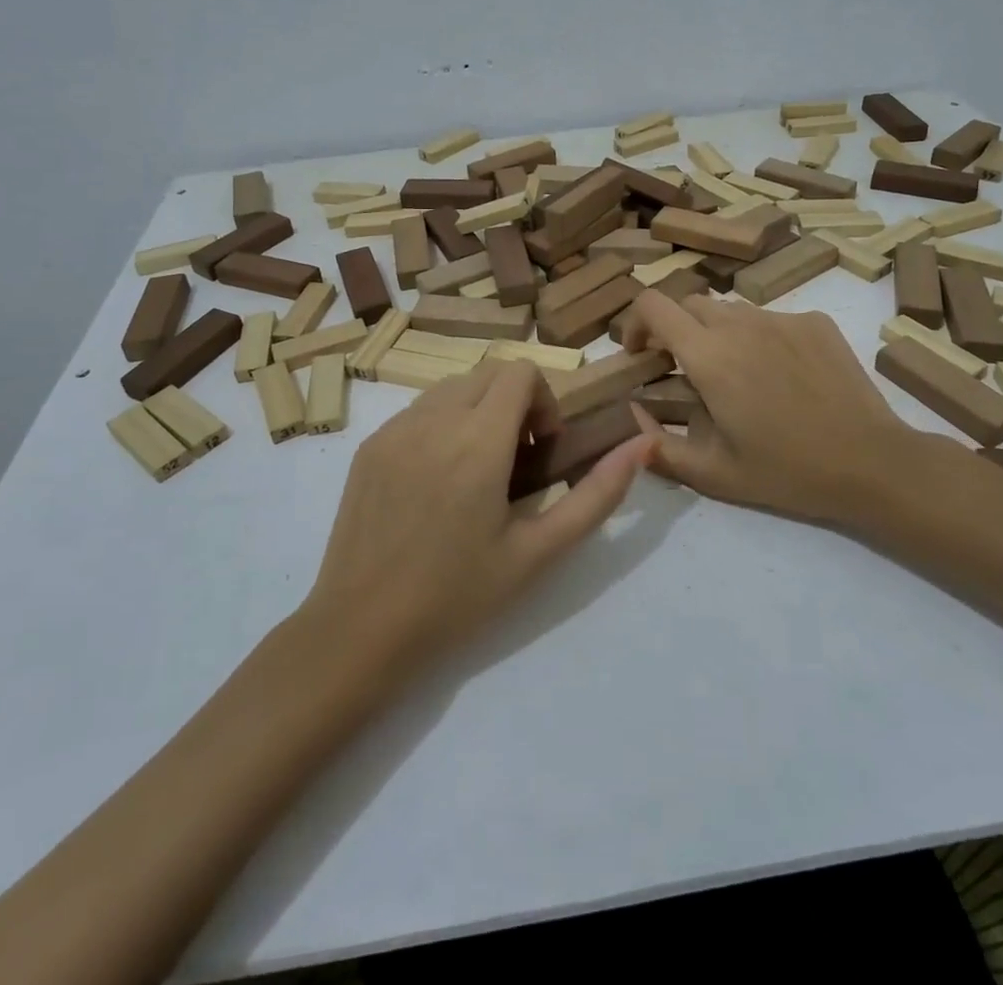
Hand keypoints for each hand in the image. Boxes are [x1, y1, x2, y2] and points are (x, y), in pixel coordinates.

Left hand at [304, 360, 655, 677]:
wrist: (359, 630)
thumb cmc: (457, 597)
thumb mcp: (538, 552)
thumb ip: (597, 494)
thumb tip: (642, 444)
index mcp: (477, 441)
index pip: (521, 372)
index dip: (544, 402)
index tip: (542, 450)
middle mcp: (433, 420)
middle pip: (489, 372)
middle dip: (515, 402)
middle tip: (517, 461)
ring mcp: (394, 429)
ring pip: (452, 386)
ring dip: (478, 409)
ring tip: (477, 471)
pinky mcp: (370, 444)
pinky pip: (419, 410)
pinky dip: (442, 424)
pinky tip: (437, 482)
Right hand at [618, 289, 940, 529]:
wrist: (872, 463)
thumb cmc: (787, 471)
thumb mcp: (714, 475)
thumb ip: (659, 448)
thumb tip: (631, 419)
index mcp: (709, 356)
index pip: (653, 305)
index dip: (635, 323)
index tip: (640, 355)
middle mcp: (741, 324)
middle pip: (689, 303)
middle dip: (675, 330)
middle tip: (685, 370)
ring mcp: (782, 318)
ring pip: (731, 310)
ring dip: (718, 334)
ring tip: (737, 376)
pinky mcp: (815, 322)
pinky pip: (771, 318)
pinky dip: (760, 338)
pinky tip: (781, 376)